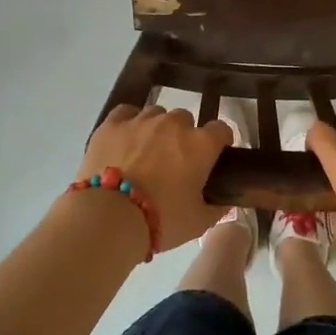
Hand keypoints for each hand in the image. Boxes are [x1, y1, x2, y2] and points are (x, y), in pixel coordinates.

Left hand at [77, 104, 230, 253]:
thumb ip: (217, 209)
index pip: (221, 130)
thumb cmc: (162, 220)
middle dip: (184, 137)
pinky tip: (126, 137)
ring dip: (157, 129)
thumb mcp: (198, 222)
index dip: (220, 142)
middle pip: (186, 120)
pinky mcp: (112, 124)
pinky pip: (126, 112)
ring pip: (156, 114)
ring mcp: (141, 120)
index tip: (215, 155)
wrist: (109, 217)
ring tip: (147, 152)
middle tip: (175, 162)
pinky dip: (130, 121)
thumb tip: (226, 202)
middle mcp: (174, 124)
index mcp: (201, 144)